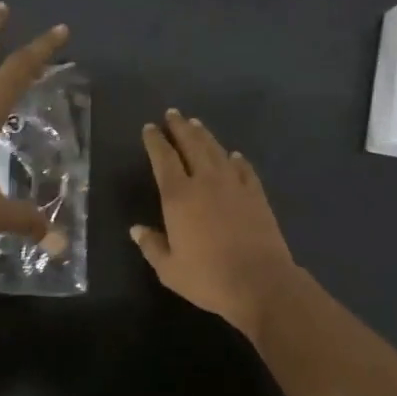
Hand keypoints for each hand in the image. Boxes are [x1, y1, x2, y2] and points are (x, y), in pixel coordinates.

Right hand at [132, 109, 299, 340]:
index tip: (150, 128)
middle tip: (173, 114)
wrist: (260, 282)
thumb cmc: (208, 278)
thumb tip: (136, 229)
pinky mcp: (256, 194)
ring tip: (196, 124)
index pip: (163, 159)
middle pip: (191, 145)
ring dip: (205, 136)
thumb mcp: (170, 269)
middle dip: (180, 127)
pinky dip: (236, 159)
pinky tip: (234, 155)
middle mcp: (206, 181)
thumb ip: (152, 246)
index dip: (155, 141)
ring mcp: (234, 185)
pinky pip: (244, 169)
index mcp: (179, 196)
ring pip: (217, 151)